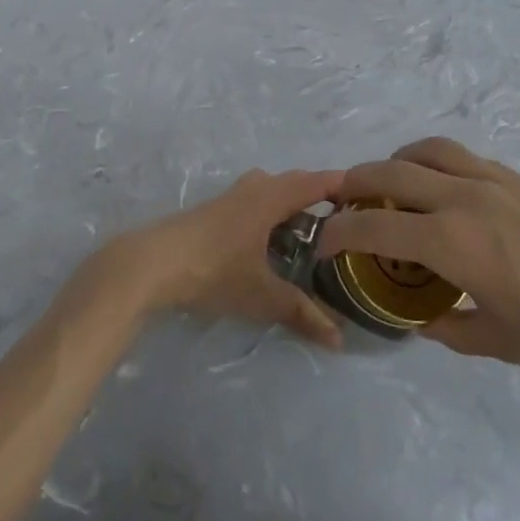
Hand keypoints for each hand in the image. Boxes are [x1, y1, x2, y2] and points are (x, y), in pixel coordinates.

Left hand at [87, 169, 343, 346]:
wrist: (150, 263)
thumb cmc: (213, 270)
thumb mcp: (262, 295)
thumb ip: (301, 313)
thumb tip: (339, 339)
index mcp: (270, 197)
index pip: (315, 181)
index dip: (342, 185)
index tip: (369, 196)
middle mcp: (252, 188)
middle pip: (293, 184)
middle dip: (319, 198)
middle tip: (345, 224)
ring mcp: (229, 197)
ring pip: (270, 193)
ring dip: (291, 207)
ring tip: (311, 237)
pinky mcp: (212, 212)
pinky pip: (254, 203)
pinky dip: (271, 215)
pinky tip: (271, 244)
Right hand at [318, 138, 519, 391]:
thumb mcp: (499, 342)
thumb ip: (448, 327)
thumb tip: (419, 318)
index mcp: (453, 243)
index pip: (373, 228)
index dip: (338, 233)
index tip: (323, 243)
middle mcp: (464, 198)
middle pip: (389, 172)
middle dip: (354, 184)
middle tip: (341, 202)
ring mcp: (493, 180)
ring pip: (425, 151)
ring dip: (395, 163)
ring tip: (389, 185)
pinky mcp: (518, 177)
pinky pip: (460, 156)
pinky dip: (432, 162)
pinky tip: (441, 190)